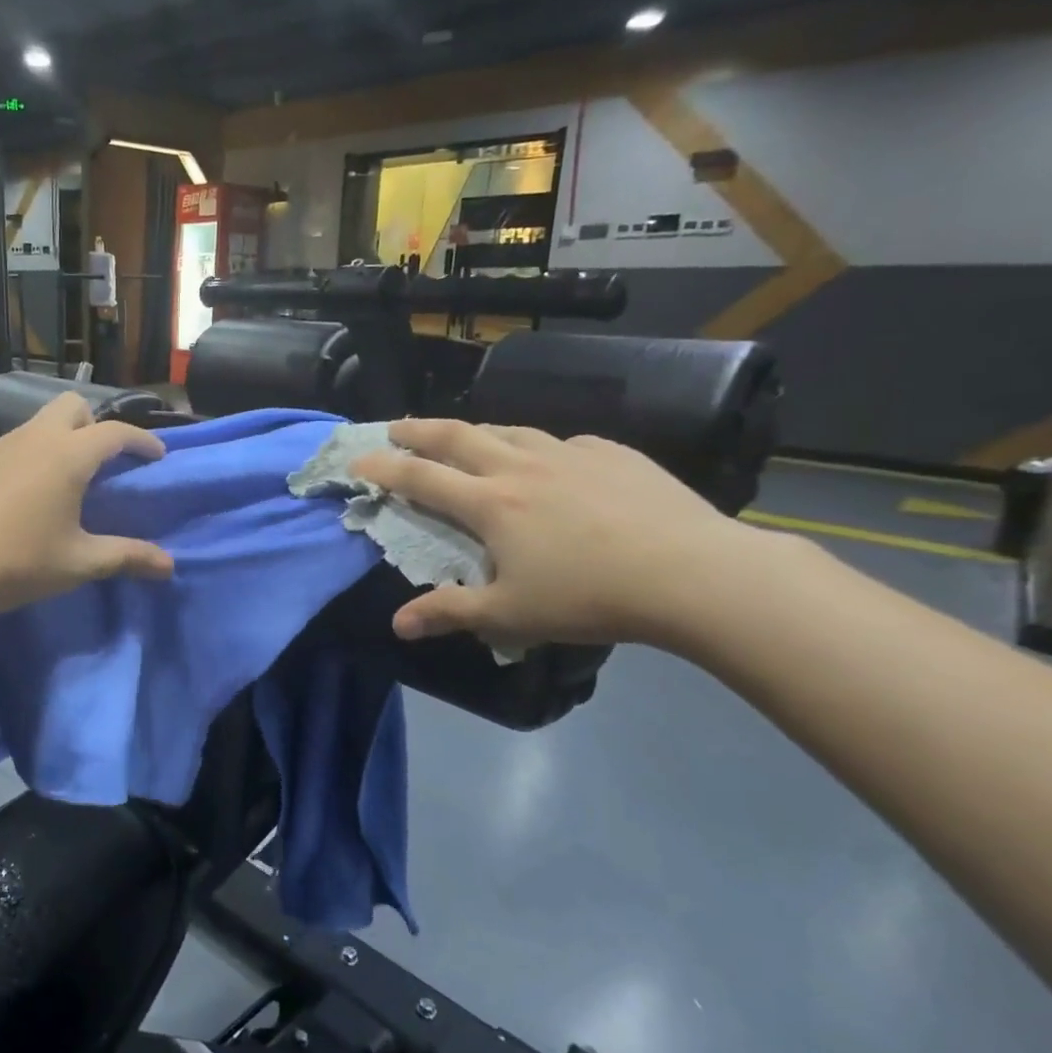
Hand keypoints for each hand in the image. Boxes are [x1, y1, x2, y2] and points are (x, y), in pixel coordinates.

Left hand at [0, 392, 173, 627]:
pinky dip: (27, 457)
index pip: (115, 432)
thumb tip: (169, 566)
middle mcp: (31, 438)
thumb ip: (126, 558)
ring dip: (58, 441)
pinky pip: (9, 445)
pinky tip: (18, 498)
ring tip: (61, 485)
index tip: (156, 456)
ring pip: (36, 424)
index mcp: (66, 456)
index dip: (142, 441)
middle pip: (72, 407)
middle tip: (103, 465)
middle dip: (95, 426)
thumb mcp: (77, 564)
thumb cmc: (13, 565)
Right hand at [353, 420, 759, 647]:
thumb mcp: (511, 614)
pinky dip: (540, 448)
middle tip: (396, 426)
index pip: (421, 478)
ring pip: (510, 430)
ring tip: (466, 436)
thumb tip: (397, 626)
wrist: (694, 574)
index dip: (383, 467)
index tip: (356, 459)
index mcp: (491, 503)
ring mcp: (570, 454)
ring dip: (477, 431)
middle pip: (457, 437)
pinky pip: (563, 443)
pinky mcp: (613, 454)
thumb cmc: (590, 597)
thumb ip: (450, 612)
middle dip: (419, 429)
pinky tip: (551, 462)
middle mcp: (521, 467)